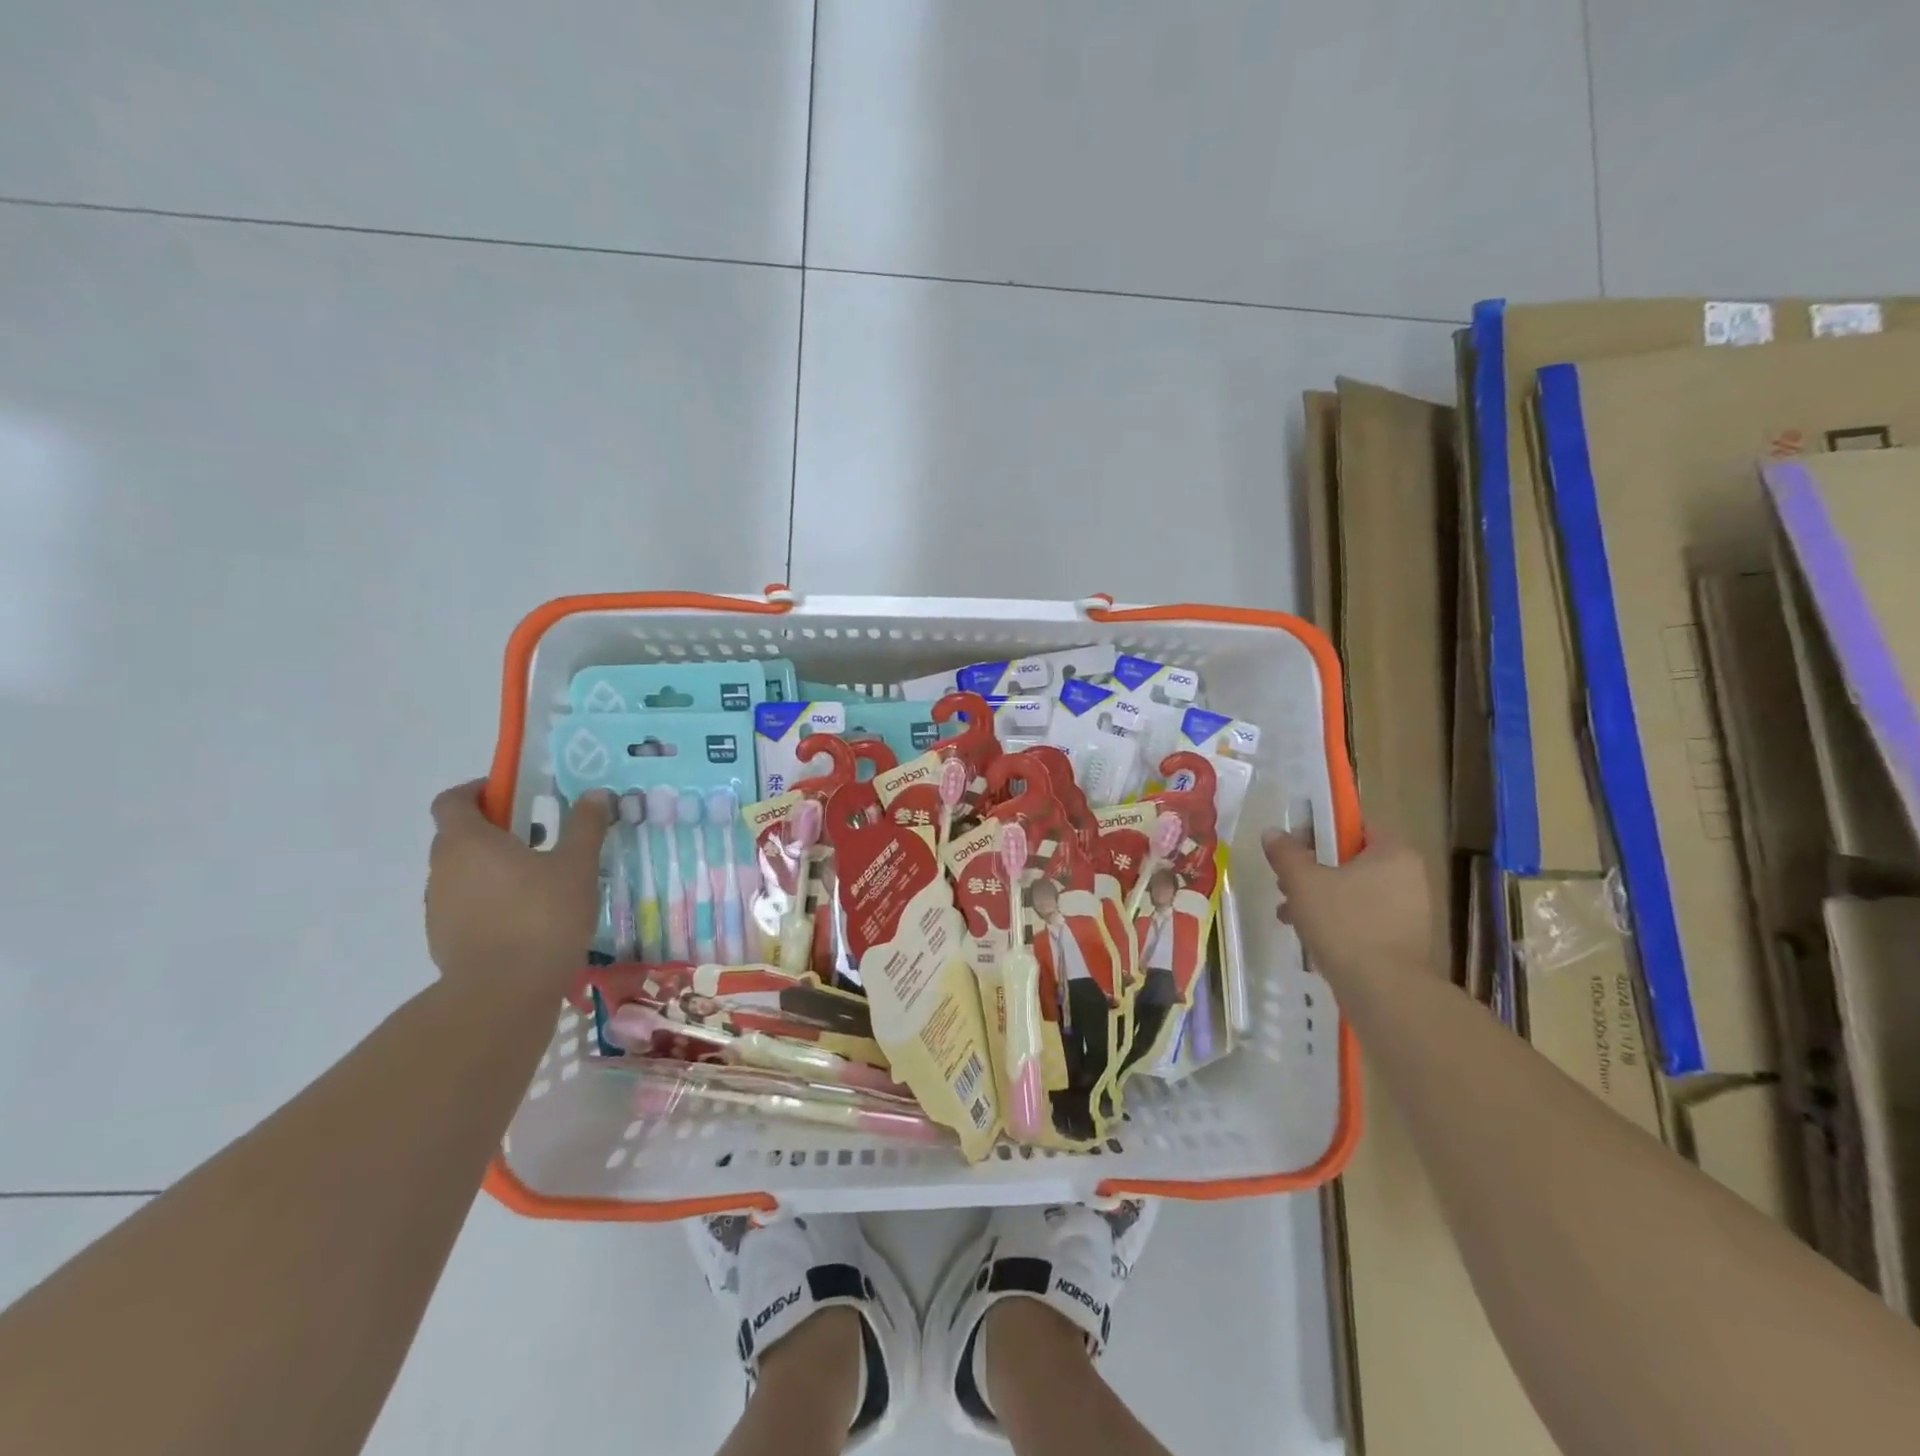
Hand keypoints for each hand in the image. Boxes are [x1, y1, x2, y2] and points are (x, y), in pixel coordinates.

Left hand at [425, 780, 611, 997]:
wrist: (503, 993)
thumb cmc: (542, 917)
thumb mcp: (577, 865)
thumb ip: (585, 826)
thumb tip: (595, 794)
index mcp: (468, 841)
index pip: (453, 800)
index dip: (479, 790)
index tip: (512, 795)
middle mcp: (442, 868)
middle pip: (459, 835)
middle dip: (496, 830)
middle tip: (540, 838)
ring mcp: (438, 906)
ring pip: (463, 872)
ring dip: (493, 867)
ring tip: (539, 882)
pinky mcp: (443, 938)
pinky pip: (465, 904)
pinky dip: (490, 900)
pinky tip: (526, 918)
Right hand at [1261, 827, 1434, 982]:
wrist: (1384, 991)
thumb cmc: (1344, 923)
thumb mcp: (1303, 881)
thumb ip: (1286, 852)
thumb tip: (1273, 832)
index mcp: (1393, 853)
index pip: (1353, 826)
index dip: (1317, 831)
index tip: (1291, 849)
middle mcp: (1408, 876)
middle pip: (1349, 860)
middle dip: (1311, 870)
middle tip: (1284, 884)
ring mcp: (1408, 910)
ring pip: (1352, 891)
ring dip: (1318, 897)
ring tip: (1288, 914)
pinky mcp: (1402, 939)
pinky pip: (1362, 917)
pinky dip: (1336, 920)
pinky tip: (1308, 935)